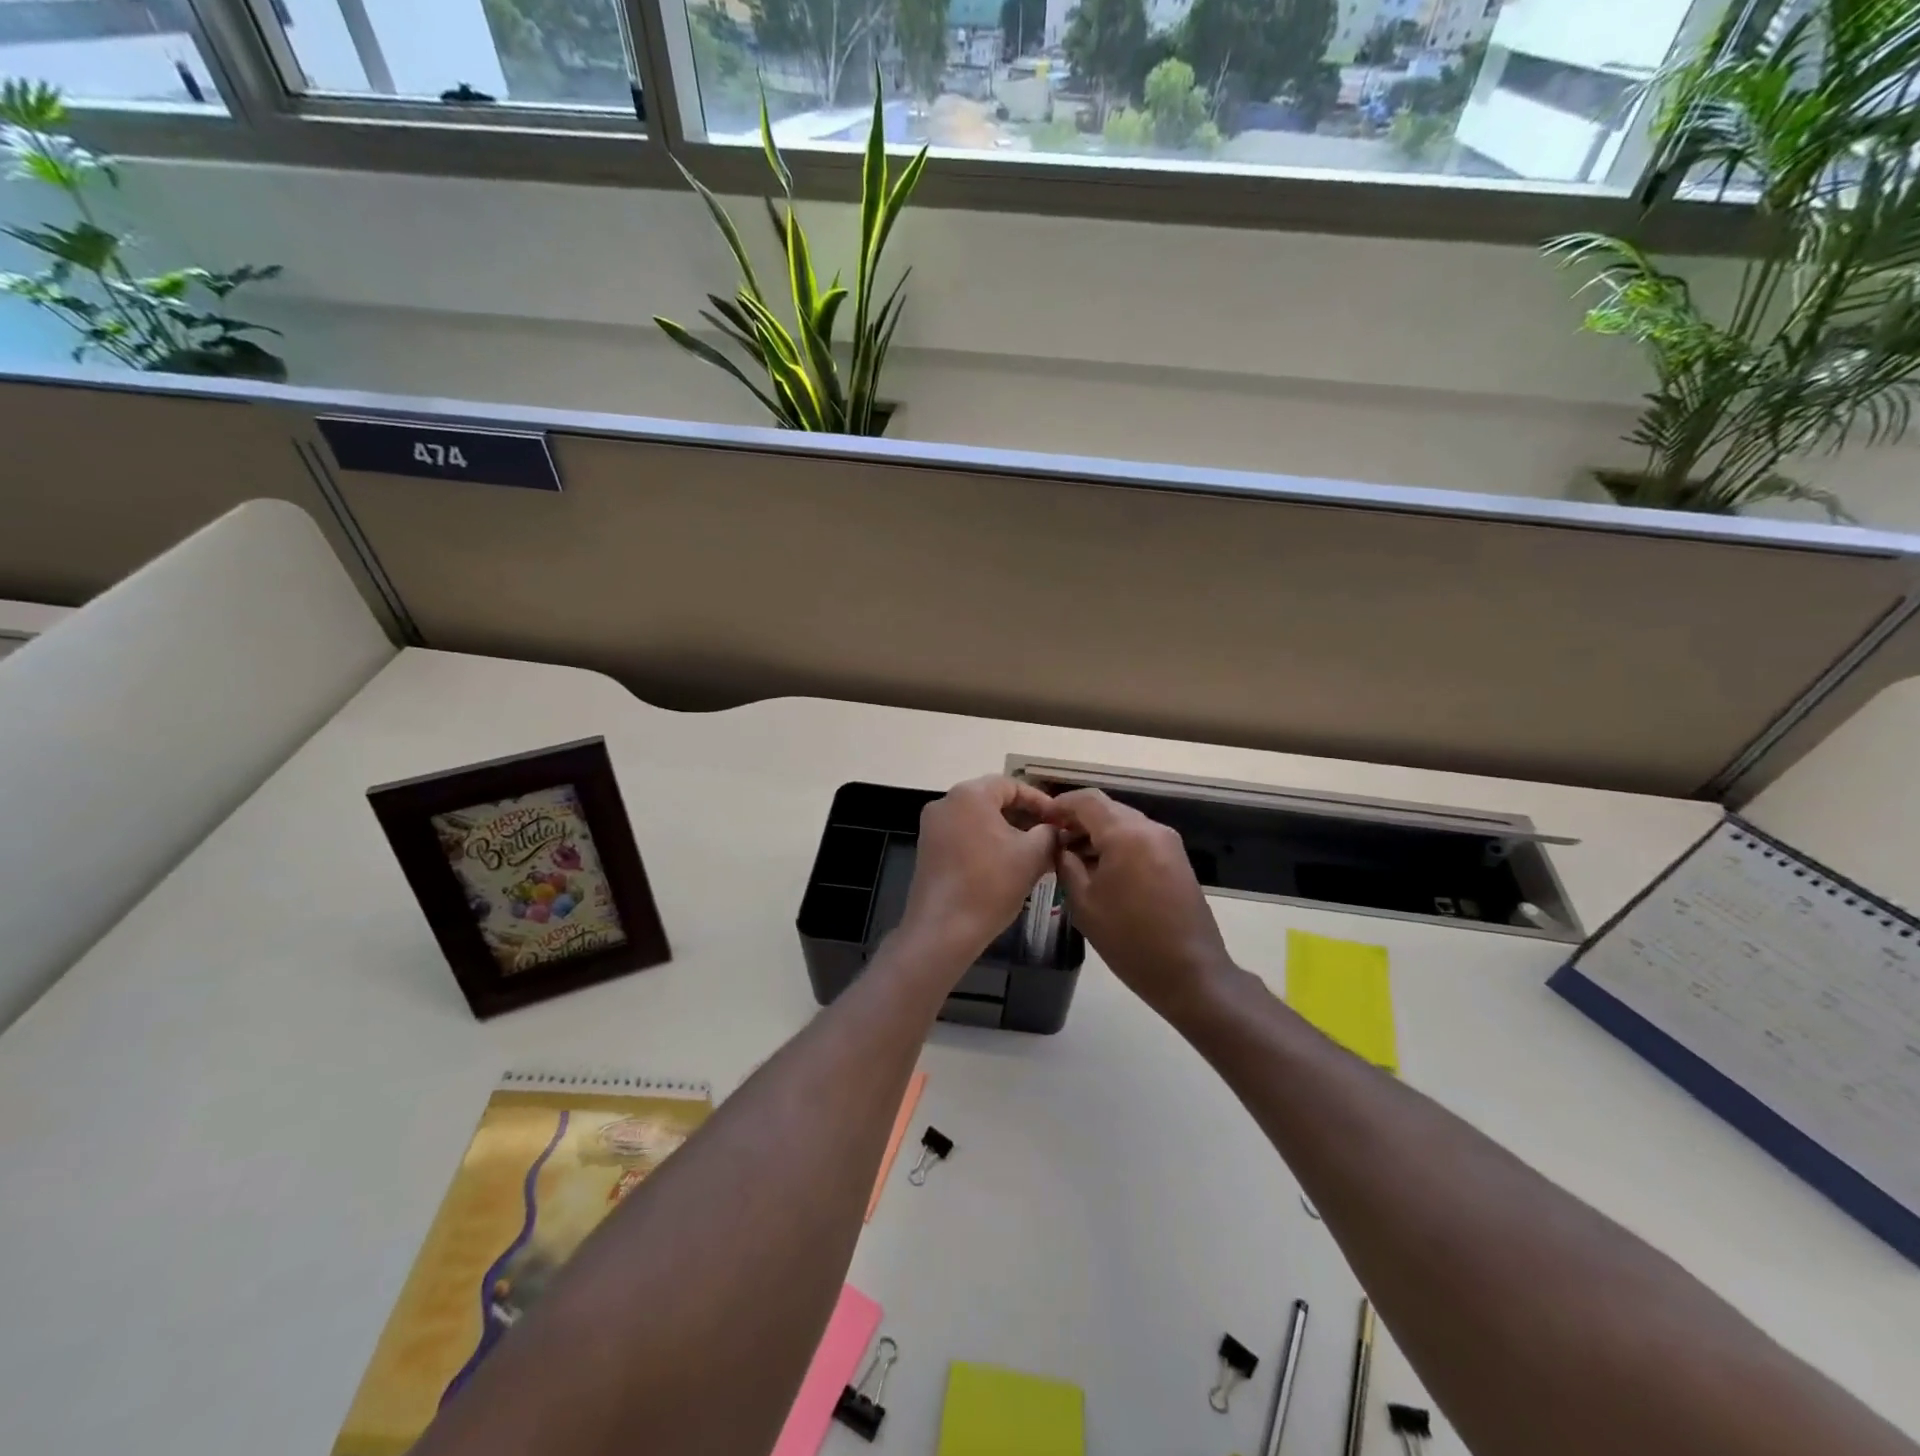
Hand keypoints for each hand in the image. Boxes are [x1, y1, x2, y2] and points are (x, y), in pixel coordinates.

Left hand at [897, 776, 1057, 971]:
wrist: (943, 929)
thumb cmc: (990, 885)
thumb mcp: (1031, 856)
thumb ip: (1049, 834)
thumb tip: (1054, 830)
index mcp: (969, 795)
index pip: (1011, 785)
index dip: (1040, 801)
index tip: (1059, 820)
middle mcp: (946, 803)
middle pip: (993, 800)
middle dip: (1024, 817)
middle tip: (1049, 836)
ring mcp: (933, 827)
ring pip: (978, 819)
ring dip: (1006, 832)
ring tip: (1033, 853)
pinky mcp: (928, 849)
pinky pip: (964, 835)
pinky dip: (986, 843)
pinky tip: (1006, 865)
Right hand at [1047, 789, 1234, 1020]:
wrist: (1189, 973)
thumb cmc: (1129, 939)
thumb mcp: (1083, 902)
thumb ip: (1066, 864)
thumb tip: (1059, 845)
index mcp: (1126, 834)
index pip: (1086, 800)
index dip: (1060, 805)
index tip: (1041, 820)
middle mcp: (1150, 829)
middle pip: (1107, 809)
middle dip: (1078, 820)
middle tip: (1054, 841)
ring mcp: (1168, 843)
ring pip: (1124, 823)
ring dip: (1097, 833)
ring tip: (1073, 858)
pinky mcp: (1176, 859)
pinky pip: (1139, 839)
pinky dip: (1117, 844)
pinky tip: (1100, 869)